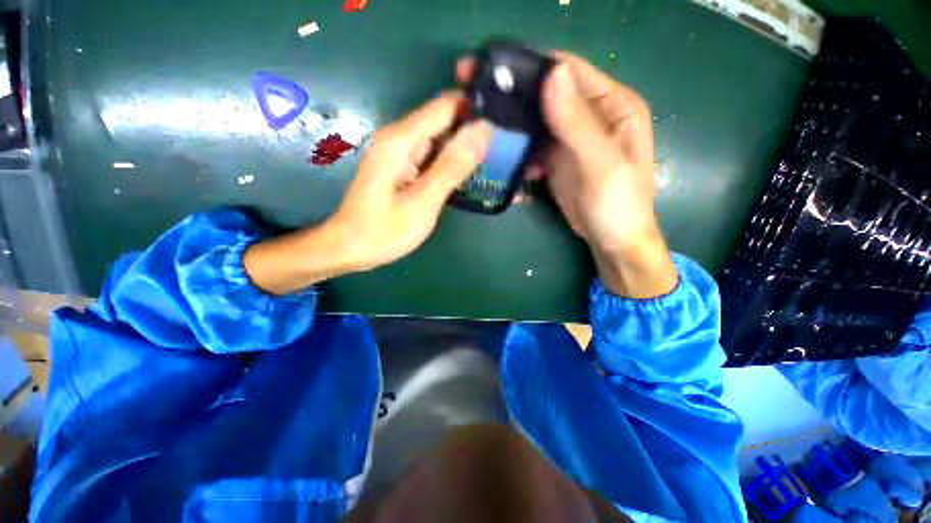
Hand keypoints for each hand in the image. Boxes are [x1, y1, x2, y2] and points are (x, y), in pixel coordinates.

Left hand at [245, 92, 490, 294]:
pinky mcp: (405, 166)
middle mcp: (401, 137)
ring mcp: (402, 152)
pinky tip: (472, 173)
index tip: (505, 122)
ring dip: (466, 148)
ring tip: (497, 159)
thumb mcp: (423, 202)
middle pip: (445, 120)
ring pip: (442, 139)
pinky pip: (434, 156)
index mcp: (402, 139)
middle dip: (475, 130)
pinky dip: (453, 162)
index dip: (476, 108)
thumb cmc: (383, 231)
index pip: (446, 105)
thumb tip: (482, 130)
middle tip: (506, 147)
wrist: (351, 247)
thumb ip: (452, 166)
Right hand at [458, 53, 676, 297]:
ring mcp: (572, 139)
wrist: (612, 242)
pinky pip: (535, 147)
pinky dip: (522, 153)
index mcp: (613, 106)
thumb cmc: (618, 205)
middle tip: (484, 103)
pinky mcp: (558, 160)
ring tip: (492, 135)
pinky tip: (513, 166)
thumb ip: (577, 122)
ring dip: (517, 128)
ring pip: (539, 122)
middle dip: (520, 98)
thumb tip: (553, 73)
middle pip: (550, 95)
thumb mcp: (601, 164)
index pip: (572, 72)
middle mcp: (592, 116)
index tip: (499, 70)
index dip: (538, 67)